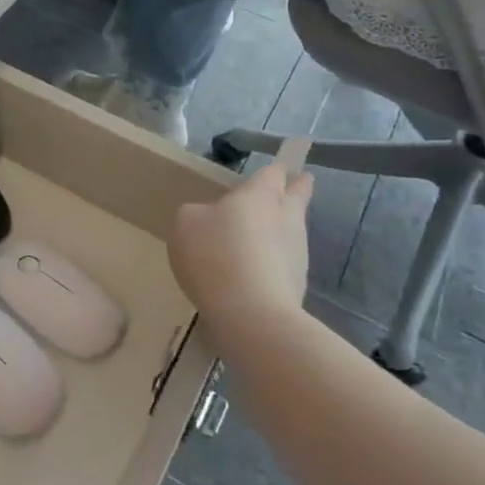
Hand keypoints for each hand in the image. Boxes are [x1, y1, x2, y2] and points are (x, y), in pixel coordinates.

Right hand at [169, 163, 314, 324]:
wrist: (253, 316)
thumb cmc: (215, 255)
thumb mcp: (186, 223)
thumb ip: (198, 213)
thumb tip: (210, 218)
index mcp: (260, 194)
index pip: (274, 173)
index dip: (275, 170)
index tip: (280, 169)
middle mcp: (286, 217)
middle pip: (298, 196)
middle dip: (298, 188)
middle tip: (298, 183)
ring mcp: (298, 253)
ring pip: (293, 230)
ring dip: (283, 228)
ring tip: (263, 234)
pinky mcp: (298, 285)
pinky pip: (286, 262)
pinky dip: (275, 261)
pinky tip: (256, 271)